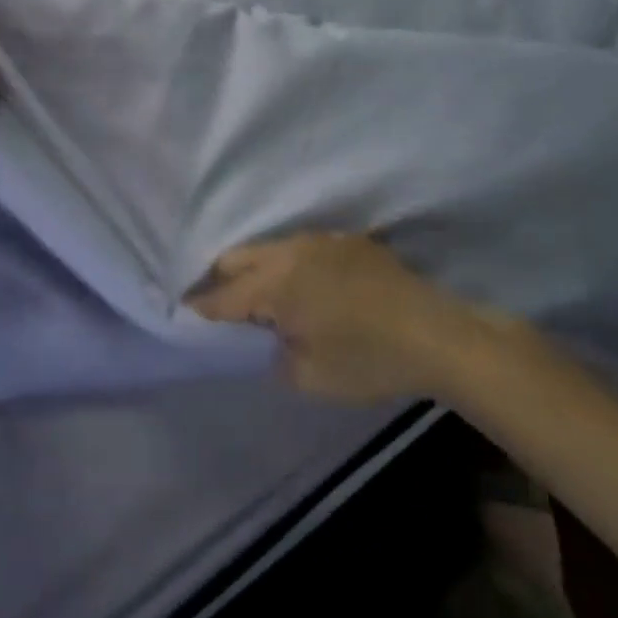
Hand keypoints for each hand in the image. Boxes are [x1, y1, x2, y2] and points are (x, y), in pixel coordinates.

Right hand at [187, 233, 507, 403]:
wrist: (436, 333)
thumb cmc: (368, 360)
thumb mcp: (309, 377)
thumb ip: (271, 356)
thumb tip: (261, 340)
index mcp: (275, 283)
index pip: (222, 297)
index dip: (199, 311)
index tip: (181, 319)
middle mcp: (290, 251)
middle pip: (237, 258)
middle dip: (221, 283)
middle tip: (221, 313)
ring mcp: (320, 239)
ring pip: (269, 249)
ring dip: (257, 272)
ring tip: (263, 302)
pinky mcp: (346, 240)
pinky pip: (301, 248)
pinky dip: (289, 266)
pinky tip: (306, 290)